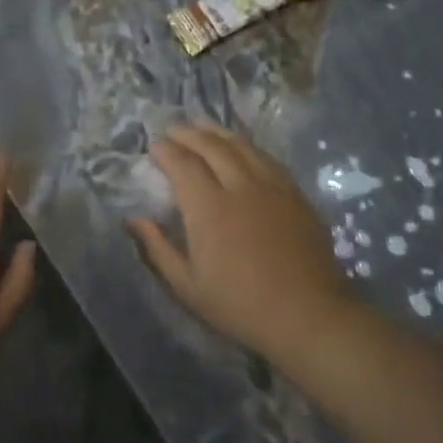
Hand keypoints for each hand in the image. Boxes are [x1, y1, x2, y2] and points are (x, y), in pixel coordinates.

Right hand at [128, 123, 348, 361]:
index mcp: (209, 208)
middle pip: (212, 146)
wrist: (308, 315)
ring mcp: (272, 187)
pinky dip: (247, 146)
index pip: (183, 164)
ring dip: (218, 132)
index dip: (167, 151)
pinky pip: (267, 158)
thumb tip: (134, 219)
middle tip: (174, 130)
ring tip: (203, 127)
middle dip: (189, 133)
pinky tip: (241, 147)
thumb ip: (158, 248)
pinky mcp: (295, 194)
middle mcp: (240, 187)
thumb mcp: (188, 286)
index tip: (154, 146)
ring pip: (242, 146)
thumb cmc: (240, 305)